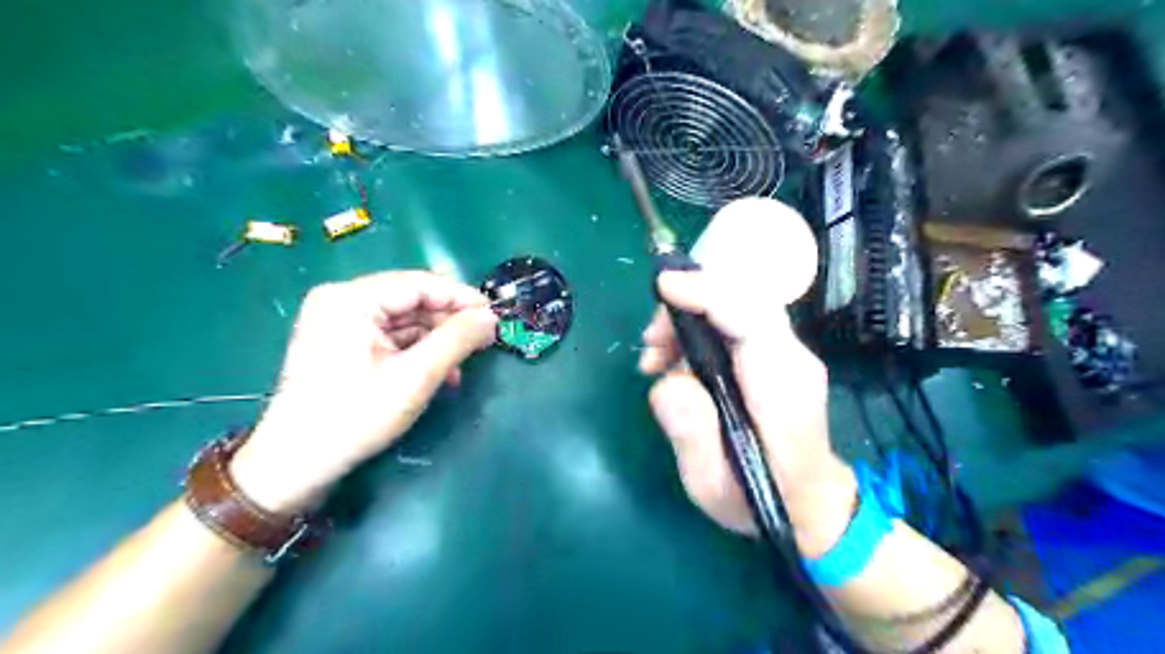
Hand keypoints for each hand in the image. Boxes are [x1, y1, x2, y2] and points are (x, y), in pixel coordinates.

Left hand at [229, 272, 497, 515]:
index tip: (495, 315)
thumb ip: (456, 340)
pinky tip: (441, 371)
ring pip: (404, 320)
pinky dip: (418, 351)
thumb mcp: (415, 376)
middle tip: (486, 340)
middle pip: (411, 300)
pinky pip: (391, 336)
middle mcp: (342, 301)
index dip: (461, 297)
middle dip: (450, 321)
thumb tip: (491, 317)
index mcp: (351, 299)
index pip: (419, 283)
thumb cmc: (355, 415)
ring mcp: (340, 322)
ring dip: (437, 339)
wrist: (296, 465)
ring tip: (466, 361)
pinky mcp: (343, 343)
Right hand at [637, 271, 853, 556]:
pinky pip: (735, 324)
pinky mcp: (776, 358)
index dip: (706, 292)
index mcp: (781, 386)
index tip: (663, 287)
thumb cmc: (764, 501)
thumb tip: (666, 381)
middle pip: (740, 300)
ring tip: (654, 360)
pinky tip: (675, 362)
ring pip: (735, 307)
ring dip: (687, 321)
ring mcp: (787, 355)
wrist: (811, 507)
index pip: (749, 316)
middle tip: (650, 344)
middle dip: (687, 305)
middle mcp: (791, 359)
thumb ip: (691, 434)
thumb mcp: (714, 485)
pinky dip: (698, 332)